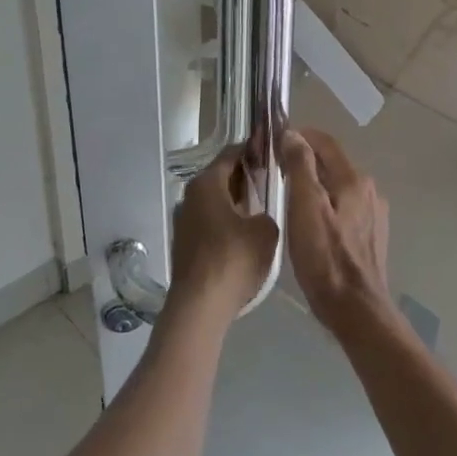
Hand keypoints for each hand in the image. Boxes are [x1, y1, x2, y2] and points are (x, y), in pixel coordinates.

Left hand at [168, 145, 279, 322]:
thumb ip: (269, 212)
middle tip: (272, 179)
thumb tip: (261, 215)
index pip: (231, 153)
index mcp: (207, 183)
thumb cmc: (234, 260)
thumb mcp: (266, 231)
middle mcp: (190, 195)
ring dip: (236, 200)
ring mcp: (184, 220)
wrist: (200, 306)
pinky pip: (210, 221)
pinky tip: (245, 234)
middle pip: (221, 176)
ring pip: (215, 200)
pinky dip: (227, 220)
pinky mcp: (184, 243)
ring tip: (263, 208)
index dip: (253, 149)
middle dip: (246, 176)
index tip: (272, 151)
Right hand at [280, 127, 392, 334]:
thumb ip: (300, 166)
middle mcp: (369, 190)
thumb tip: (293, 134)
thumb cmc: (325, 258)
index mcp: (354, 179)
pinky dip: (325, 204)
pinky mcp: (371, 236)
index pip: (325, 142)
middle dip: (305, 161)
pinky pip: (344, 207)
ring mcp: (373, 214)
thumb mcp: (305, 207)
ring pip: (338, 186)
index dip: (300, 136)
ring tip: (288, 196)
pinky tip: (309, 223)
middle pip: (333, 163)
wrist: (356, 310)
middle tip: (275, 170)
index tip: (274, 142)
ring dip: (315, 184)